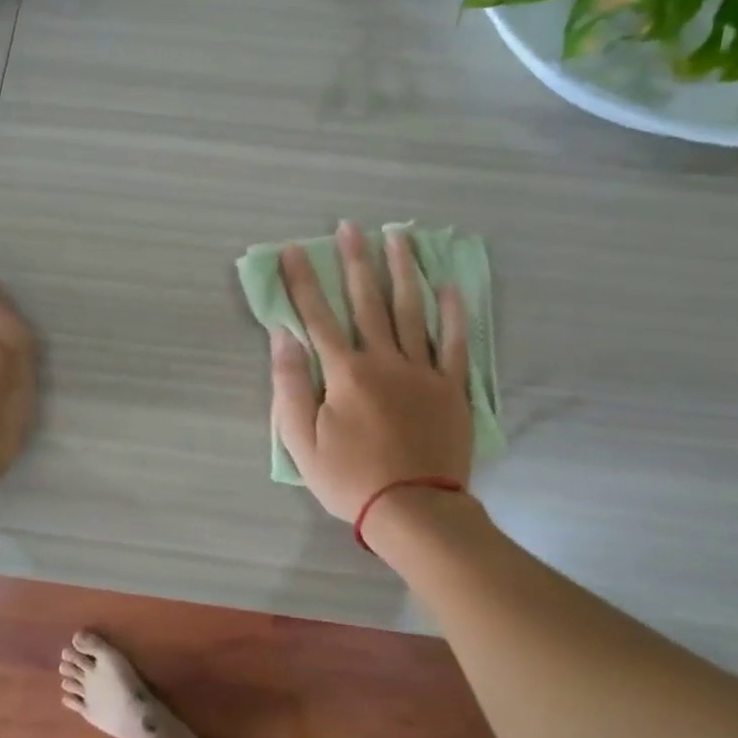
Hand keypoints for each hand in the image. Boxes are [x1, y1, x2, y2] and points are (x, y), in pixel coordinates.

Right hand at [270, 221, 471, 525]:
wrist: (414, 510)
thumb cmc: (349, 478)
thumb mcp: (301, 440)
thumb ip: (290, 385)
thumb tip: (282, 337)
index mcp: (346, 372)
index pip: (317, 317)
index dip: (303, 282)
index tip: (293, 250)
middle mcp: (385, 360)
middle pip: (367, 302)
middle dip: (355, 262)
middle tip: (350, 226)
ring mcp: (423, 371)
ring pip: (412, 311)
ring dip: (402, 271)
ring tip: (398, 236)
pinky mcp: (451, 388)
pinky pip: (456, 343)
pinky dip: (454, 313)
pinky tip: (449, 286)